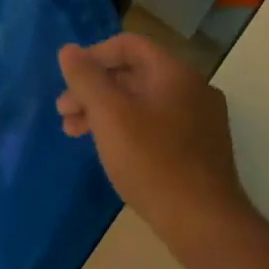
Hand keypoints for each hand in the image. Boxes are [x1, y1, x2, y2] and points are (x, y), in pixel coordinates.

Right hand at [57, 33, 250, 251]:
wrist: (204, 223)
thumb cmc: (152, 161)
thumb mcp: (109, 115)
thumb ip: (86, 78)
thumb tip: (68, 50)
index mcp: (175, 72)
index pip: (129, 44)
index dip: (93, 56)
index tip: (69, 80)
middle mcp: (193, 88)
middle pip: (134, 73)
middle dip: (94, 89)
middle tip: (64, 112)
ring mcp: (200, 120)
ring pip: (143, 101)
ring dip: (105, 111)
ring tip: (74, 133)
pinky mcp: (199, 149)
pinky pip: (156, 124)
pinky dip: (127, 128)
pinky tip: (109, 150)